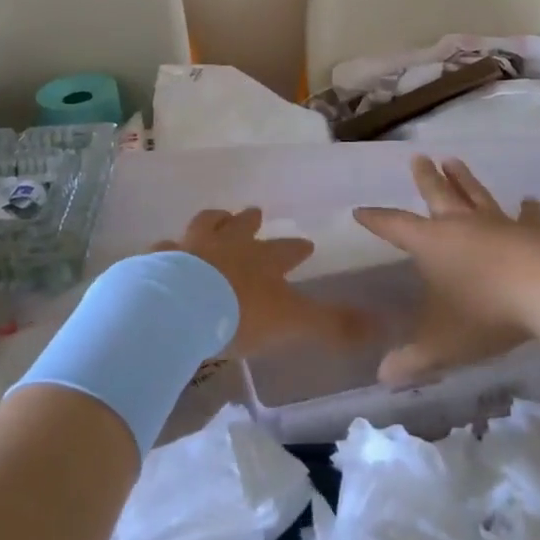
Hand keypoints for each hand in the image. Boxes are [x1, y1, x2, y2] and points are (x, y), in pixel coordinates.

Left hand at [166, 207, 375, 357]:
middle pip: (242, 226)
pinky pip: (164, 249)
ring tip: (218, 217)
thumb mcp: (293, 322)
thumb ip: (333, 325)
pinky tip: (164, 252)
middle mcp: (228, 245)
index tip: (306, 244)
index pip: (286, 250)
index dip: (296, 248)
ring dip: (213, 221)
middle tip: (255, 213)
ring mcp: (191, 247)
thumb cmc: (239, 314)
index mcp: (262, 261)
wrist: (179, 307)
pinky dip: (168, 250)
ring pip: (205, 225)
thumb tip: (380, 326)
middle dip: (250, 221)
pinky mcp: (158, 259)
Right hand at [354, 157, 539, 386]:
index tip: (361, 210)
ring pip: (476, 196)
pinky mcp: (534, 233)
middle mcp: (461, 226)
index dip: (377, 220)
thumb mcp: (443, 343)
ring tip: (455, 161)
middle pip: (438, 195)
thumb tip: (383, 377)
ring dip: (465, 180)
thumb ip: (414, 358)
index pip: (395, 227)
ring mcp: (499, 225)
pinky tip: (531, 201)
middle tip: (418, 158)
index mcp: (432, 244)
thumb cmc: (486, 311)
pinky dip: (528, 210)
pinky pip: (527, 218)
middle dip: (426, 179)